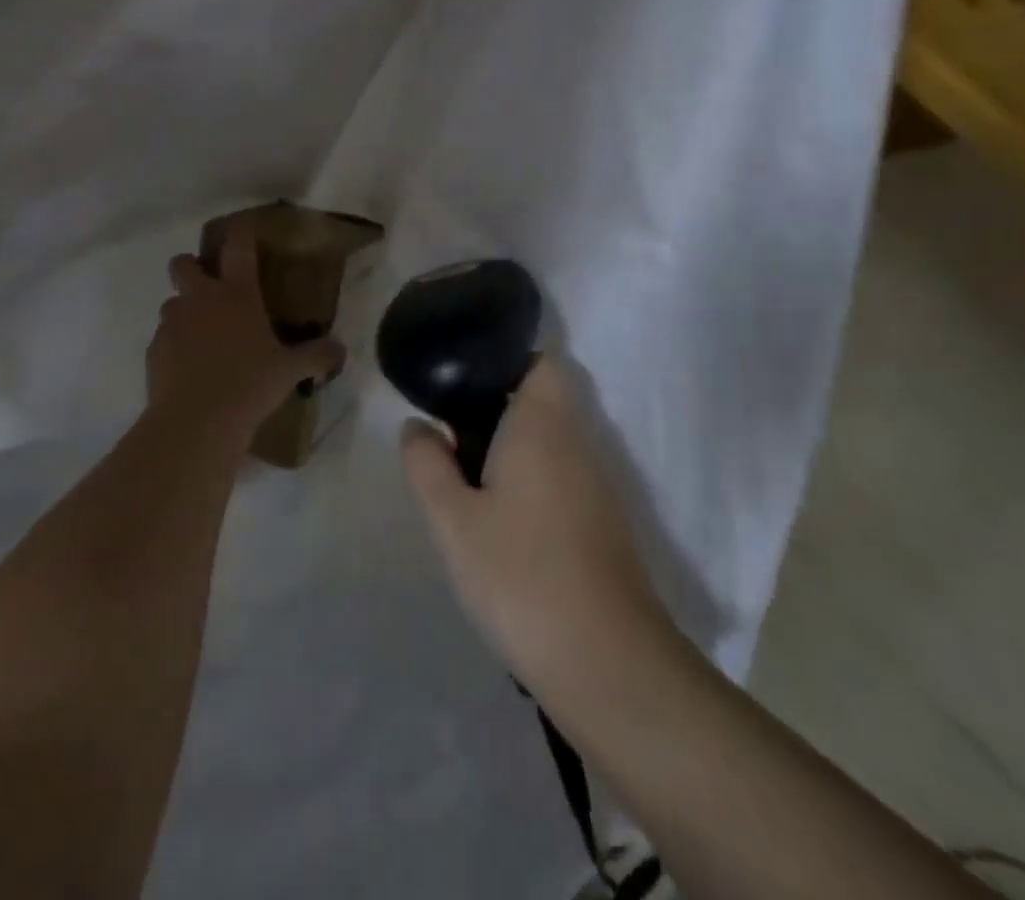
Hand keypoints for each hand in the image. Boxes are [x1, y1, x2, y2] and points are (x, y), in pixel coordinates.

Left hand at [146, 227, 343, 438]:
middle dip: (192, 267)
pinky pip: (163, 337)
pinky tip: (189, 369)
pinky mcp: (154, 349)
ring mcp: (173, 322)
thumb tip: (340, 350)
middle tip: (209, 287)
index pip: (238, 246)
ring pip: (171, 301)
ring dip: (184, 311)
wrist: (197, 421)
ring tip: (201, 337)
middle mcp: (201, 299)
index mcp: (237, 294)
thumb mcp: (290, 371)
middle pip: (183, 263)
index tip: (243, 225)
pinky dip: (174, 346)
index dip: (240, 230)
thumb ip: (316, 356)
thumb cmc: (249, 385)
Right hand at [400, 356, 668, 691]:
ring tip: (464, 482)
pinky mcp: (602, 526)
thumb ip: (427, 463)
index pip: (540, 362)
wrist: (607, 664)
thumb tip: (417, 426)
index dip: (505, 360)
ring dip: (509, 452)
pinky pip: (560, 480)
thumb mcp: (452, 519)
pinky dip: (528, 484)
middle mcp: (577, 444)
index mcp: (543, 425)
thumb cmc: (520, 575)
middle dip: (493, 411)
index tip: (463, 381)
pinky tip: (499, 524)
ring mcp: (596, 487)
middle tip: (447, 438)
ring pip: (548, 445)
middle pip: (539, 402)